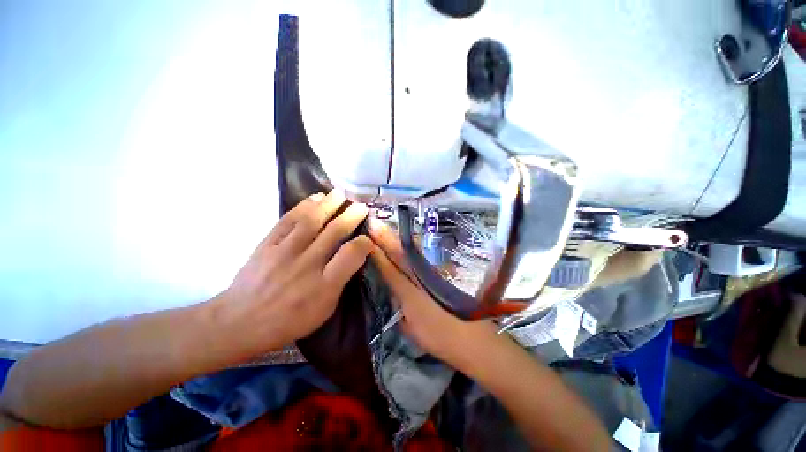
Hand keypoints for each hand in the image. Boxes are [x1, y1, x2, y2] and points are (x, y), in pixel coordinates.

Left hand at [214, 190, 371, 355]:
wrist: (239, 322)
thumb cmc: (288, 320)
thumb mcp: (323, 310)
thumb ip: (340, 282)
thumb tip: (354, 257)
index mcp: (323, 286)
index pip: (350, 256)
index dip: (363, 243)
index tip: (368, 237)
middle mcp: (306, 265)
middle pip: (333, 233)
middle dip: (350, 216)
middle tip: (361, 205)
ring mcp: (284, 253)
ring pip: (311, 222)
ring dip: (328, 205)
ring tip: (340, 194)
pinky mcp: (266, 245)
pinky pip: (287, 221)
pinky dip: (302, 207)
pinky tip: (314, 198)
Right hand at [368, 218, 497, 367]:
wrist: (472, 337)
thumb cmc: (439, 339)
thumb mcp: (411, 330)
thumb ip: (400, 309)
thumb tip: (395, 293)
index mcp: (410, 294)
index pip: (389, 269)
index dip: (376, 254)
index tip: (365, 240)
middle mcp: (420, 278)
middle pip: (400, 254)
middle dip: (385, 238)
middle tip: (373, 223)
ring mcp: (433, 273)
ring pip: (412, 252)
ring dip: (398, 239)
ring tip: (386, 227)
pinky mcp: (442, 273)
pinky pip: (422, 257)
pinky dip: (412, 247)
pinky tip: (406, 241)